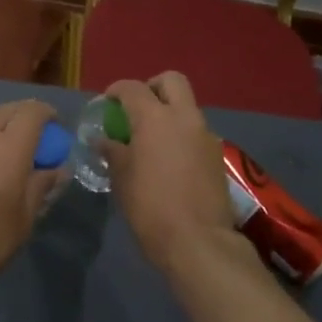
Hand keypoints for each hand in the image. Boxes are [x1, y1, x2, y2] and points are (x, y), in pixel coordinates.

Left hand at [0, 100, 57, 296]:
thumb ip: (41, 187)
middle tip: (38, 133)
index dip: (47, 113)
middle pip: (5, 111)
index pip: (31, 112)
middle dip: (24, 114)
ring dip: (3, 131)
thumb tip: (57, 170)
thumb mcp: (24, 219)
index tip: (57, 126)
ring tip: (13, 156)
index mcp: (8, 148)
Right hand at [104, 73, 240, 275]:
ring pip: (187, 107)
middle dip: (152, 87)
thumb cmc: (150, 206)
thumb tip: (103, 140)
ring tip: (152, 140)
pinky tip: (171, 160)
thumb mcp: (121, 178)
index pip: (132, 88)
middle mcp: (184, 117)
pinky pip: (196, 132)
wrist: (198, 240)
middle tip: (137, 109)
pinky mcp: (217, 155)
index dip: (116, 91)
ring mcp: (205, 135)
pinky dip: (182, 135)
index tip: (106, 103)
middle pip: (171, 81)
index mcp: (155, 118)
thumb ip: (113, 151)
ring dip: (170, 113)